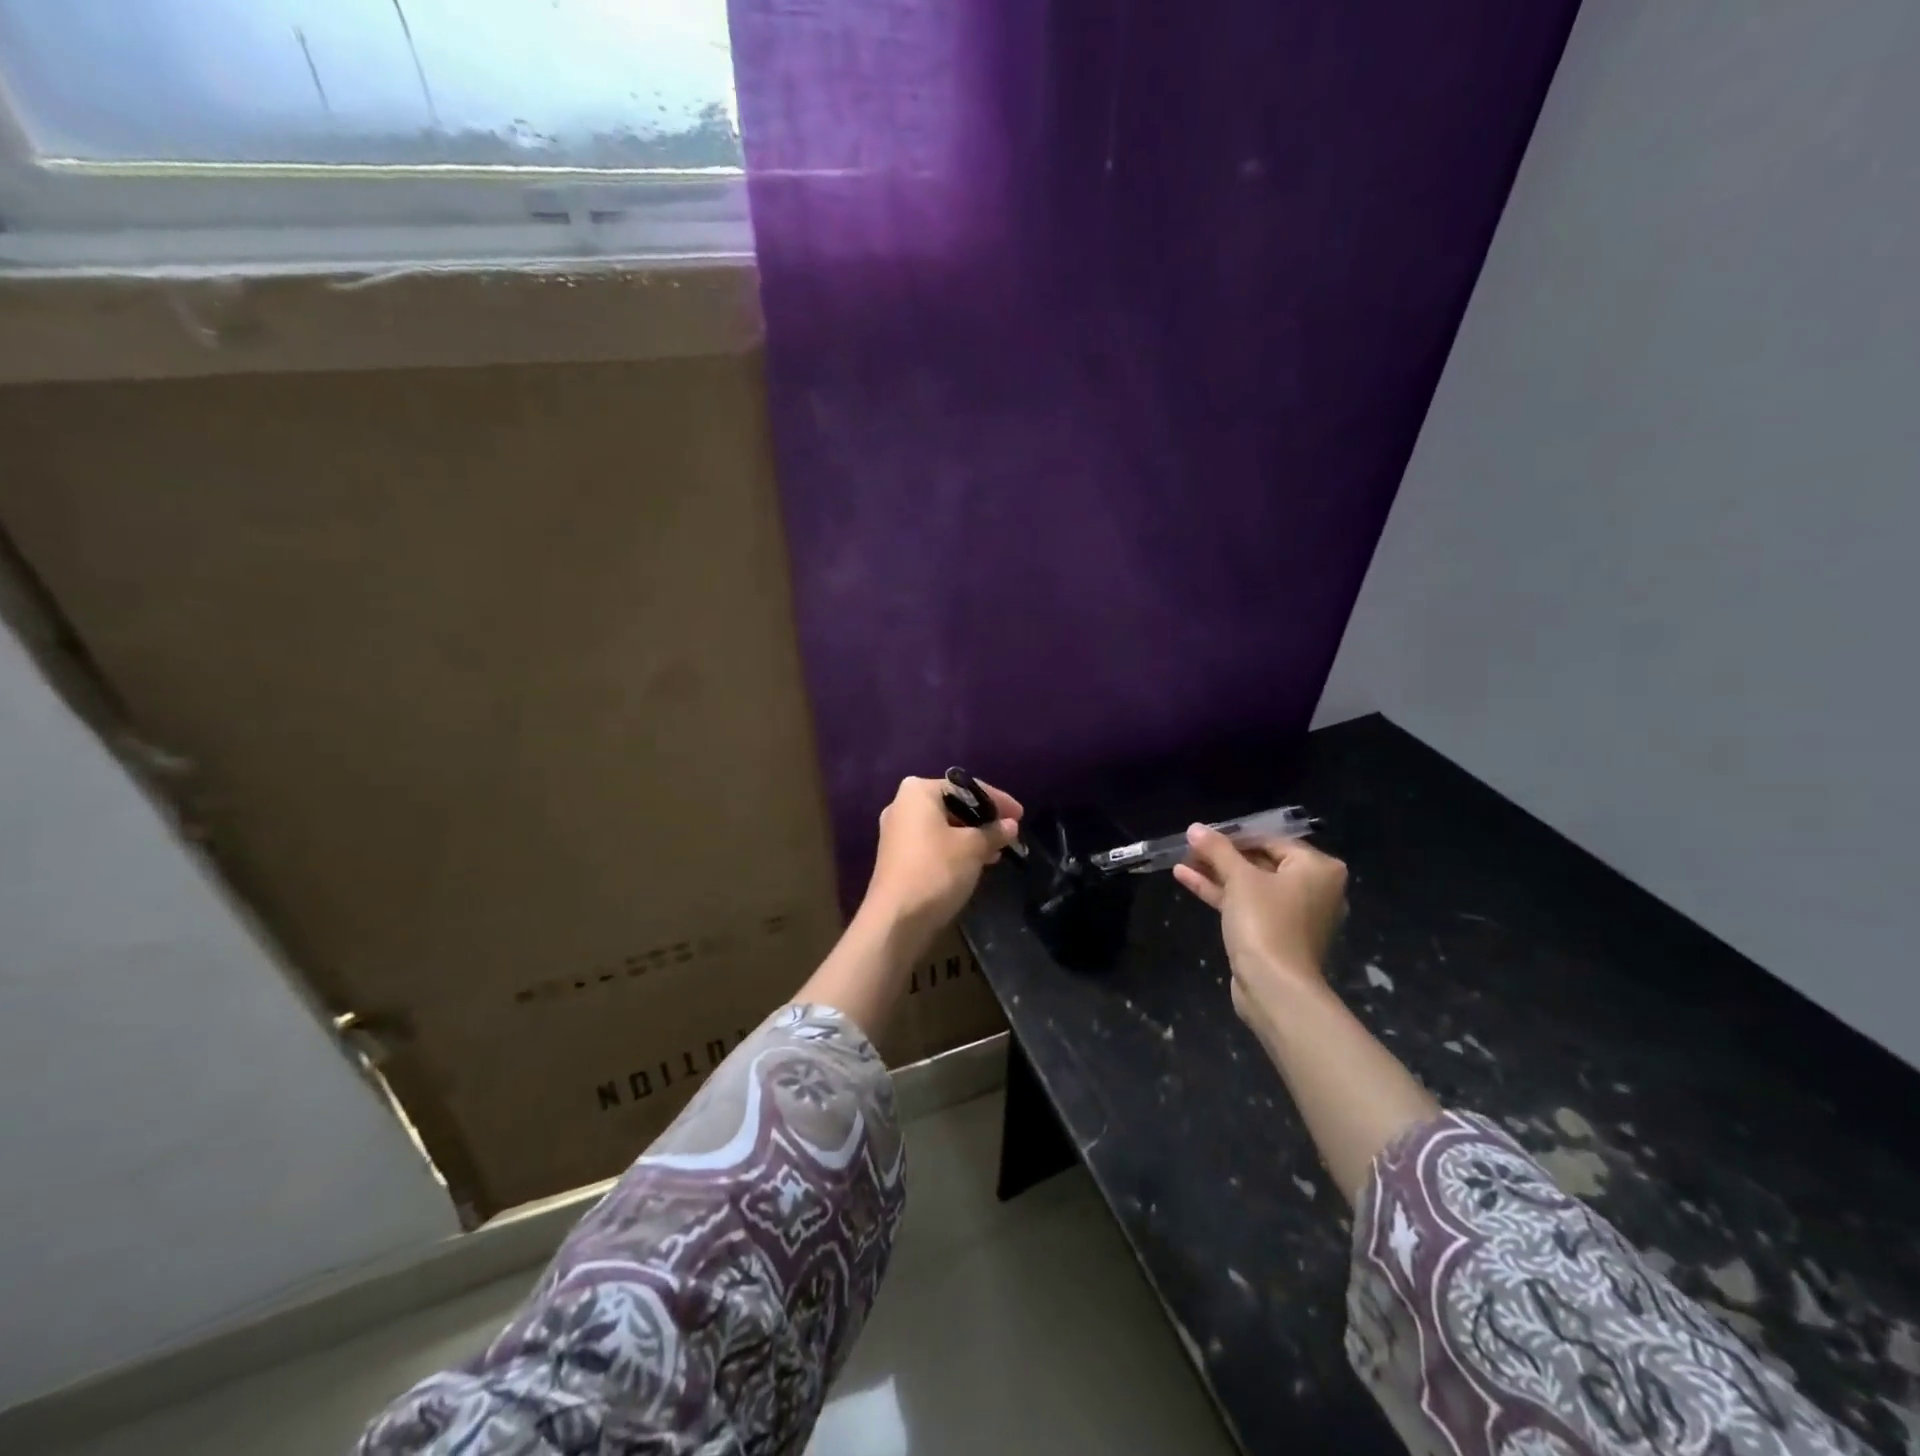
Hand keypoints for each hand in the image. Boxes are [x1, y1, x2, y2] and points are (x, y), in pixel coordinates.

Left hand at [862, 776, 1023, 939]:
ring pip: (944, 827)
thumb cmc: (936, 870)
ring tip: (999, 851)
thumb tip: (1010, 825)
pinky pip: (934, 843)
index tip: (1021, 815)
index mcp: (917, 791)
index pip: (965, 788)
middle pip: (953, 805)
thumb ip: (994, 831)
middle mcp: (902, 805)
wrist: (896, 920)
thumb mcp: (973, 847)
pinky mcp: (898, 857)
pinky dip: (956, 849)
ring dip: (972, 836)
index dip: (997, 800)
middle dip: (983, 819)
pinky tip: (978, 862)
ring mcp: (897, 832)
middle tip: (1010, 833)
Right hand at [1173, 826, 1347, 1036]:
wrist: (1275, 987)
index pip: (1271, 840)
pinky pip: (1249, 905)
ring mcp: (1296, 914)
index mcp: (1318, 868)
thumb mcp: (1239, 878)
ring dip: (1216, 874)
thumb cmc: (1266, 922)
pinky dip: (1222, 894)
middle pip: (1261, 862)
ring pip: (1251, 885)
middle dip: (1222, 856)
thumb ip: (1217, 849)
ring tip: (1181, 861)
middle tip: (1189, 848)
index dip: (1233, 836)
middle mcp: (1315, 888)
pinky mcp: (1277, 935)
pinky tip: (1186, 879)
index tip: (1202, 835)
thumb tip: (1195, 827)